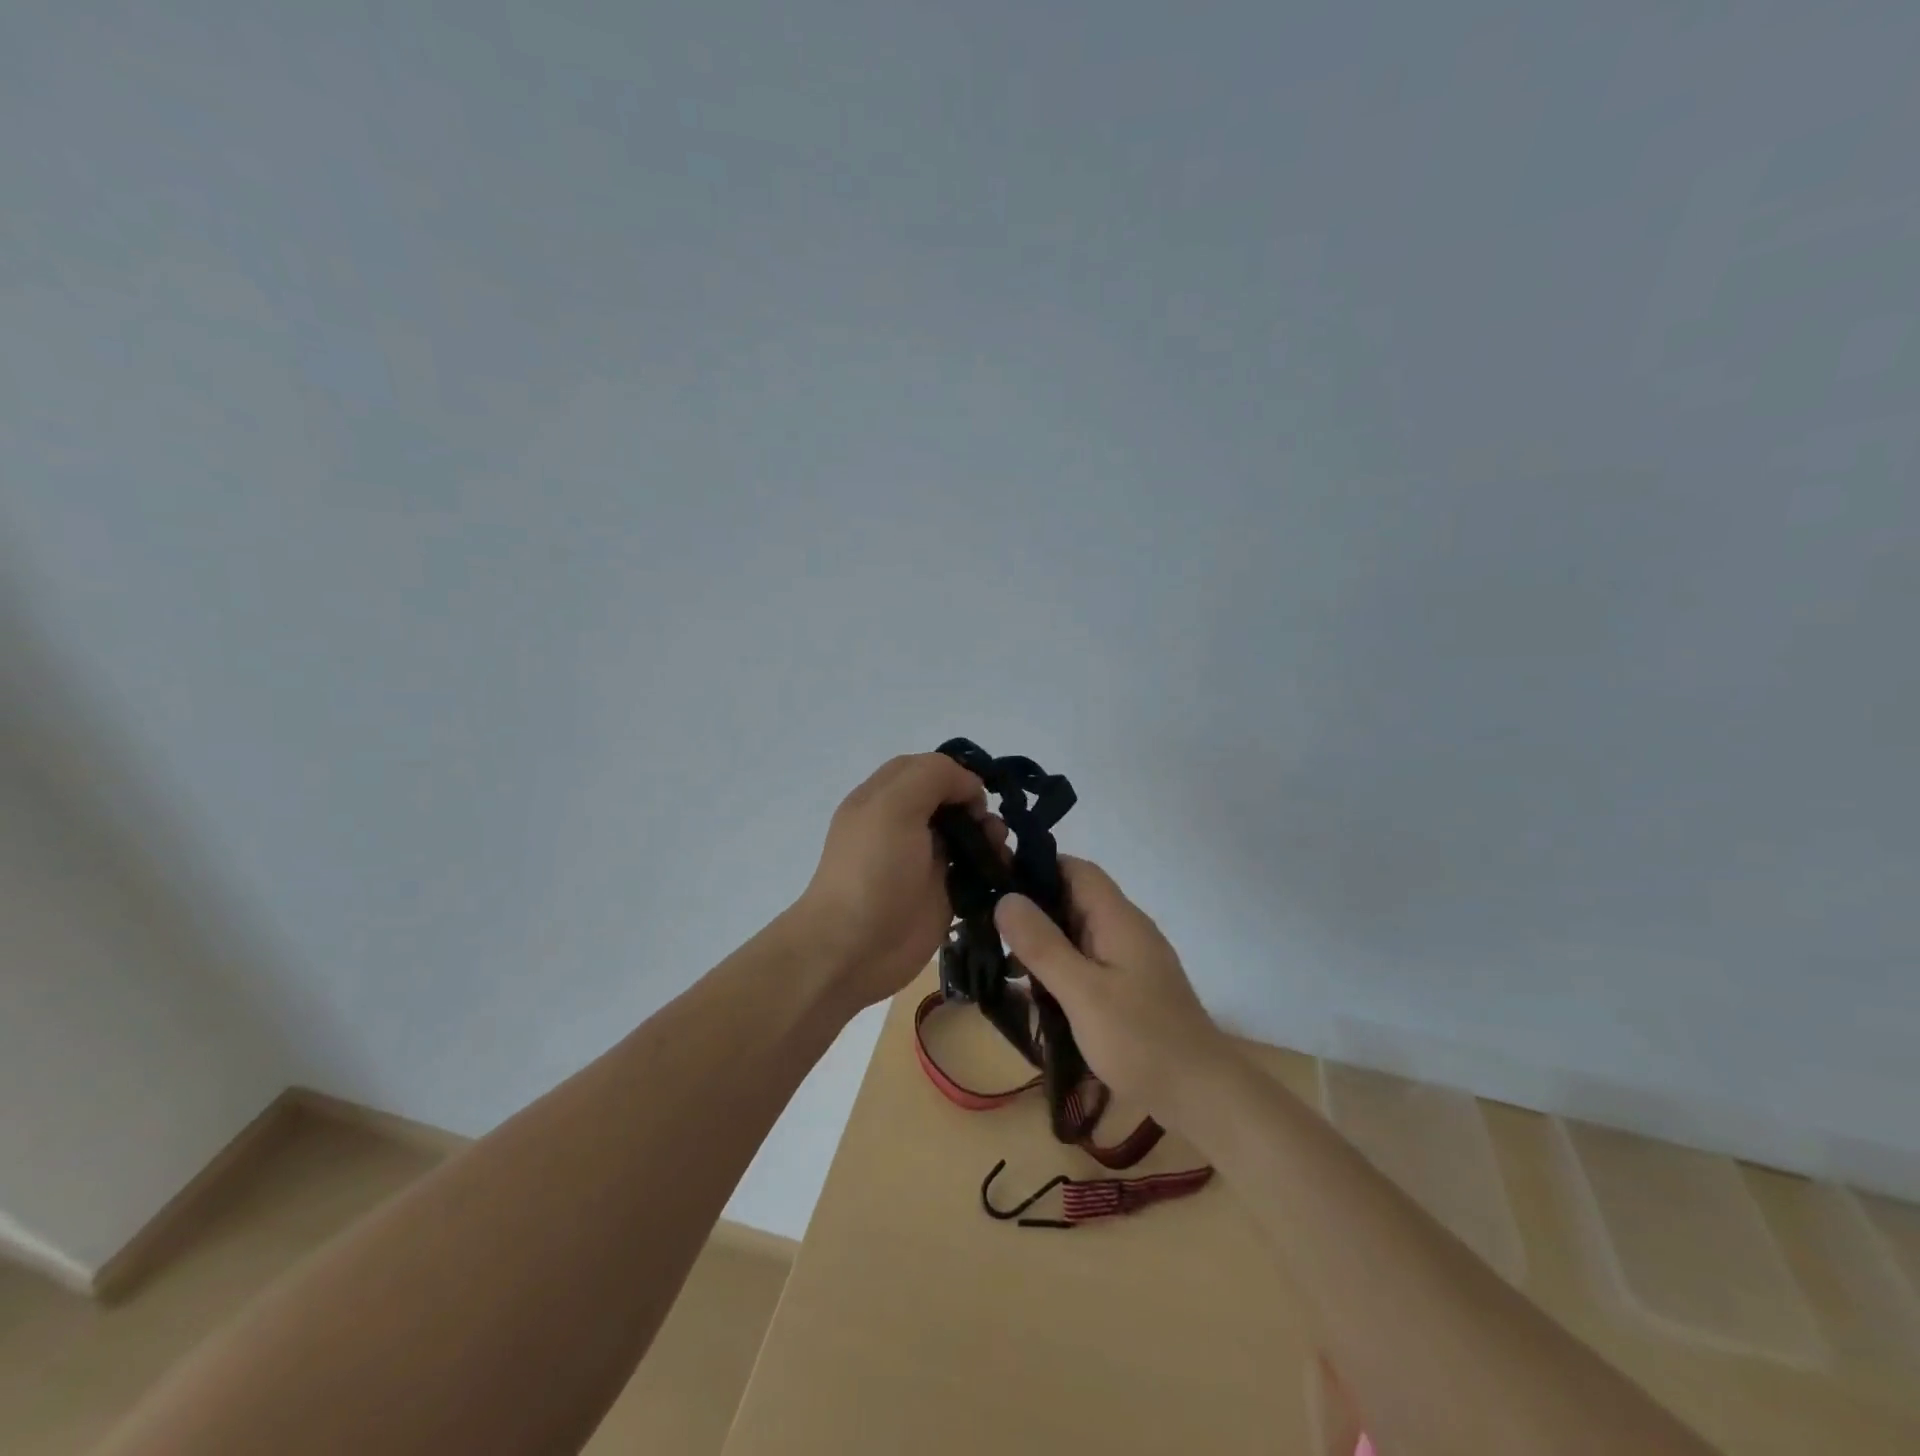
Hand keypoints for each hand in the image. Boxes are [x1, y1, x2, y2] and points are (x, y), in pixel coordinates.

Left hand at [791, 754, 1003, 1010]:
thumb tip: (970, 788)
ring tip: (999, 852)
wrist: (854, 949)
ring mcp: (923, 861)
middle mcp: (903, 825)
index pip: (925, 769)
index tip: (977, 794)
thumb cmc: (872, 871)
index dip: (955, 774)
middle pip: (950, 800)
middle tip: (990, 827)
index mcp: (883, 798)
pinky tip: (1003, 872)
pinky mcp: (942, 894)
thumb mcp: (893, 806)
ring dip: (989, 836)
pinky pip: (974, 871)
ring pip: (966, 834)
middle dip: (977, 806)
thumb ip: (933, 776)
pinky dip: (993, 867)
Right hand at [994, 856, 1226, 1120]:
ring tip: (1004, 962)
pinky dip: (1060, 968)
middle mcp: (1126, 930)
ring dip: (1045, 942)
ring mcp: (1131, 960)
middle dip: (1033, 909)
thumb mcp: (1083, 992)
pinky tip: (1036, 991)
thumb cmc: (1141, 1040)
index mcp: (1118, 919)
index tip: (995, 883)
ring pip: (1079, 933)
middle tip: (988, 928)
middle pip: (1075, 899)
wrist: (1202, 1096)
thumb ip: (1043, 945)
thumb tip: (1006, 898)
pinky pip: (1088, 962)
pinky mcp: (1130, 988)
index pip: (1076, 870)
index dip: (1036, 868)